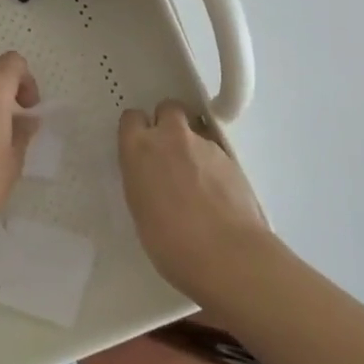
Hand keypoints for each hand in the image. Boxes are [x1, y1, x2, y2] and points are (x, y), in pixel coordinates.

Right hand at [119, 100, 271, 300]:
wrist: (227, 255)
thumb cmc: (171, 243)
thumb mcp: (141, 209)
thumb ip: (144, 180)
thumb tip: (154, 178)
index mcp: (139, 149)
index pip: (131, 118)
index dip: (137, 131)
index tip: (140, 148)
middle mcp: (171, 137)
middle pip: (168, 108)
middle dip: (167, 123)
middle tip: (169, 152)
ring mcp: (204, 144)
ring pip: (195, 129)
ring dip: (192, 145)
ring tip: (198, 180)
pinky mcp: (232, 157)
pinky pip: (216, 150)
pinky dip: (213, 163)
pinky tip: (217, 191)